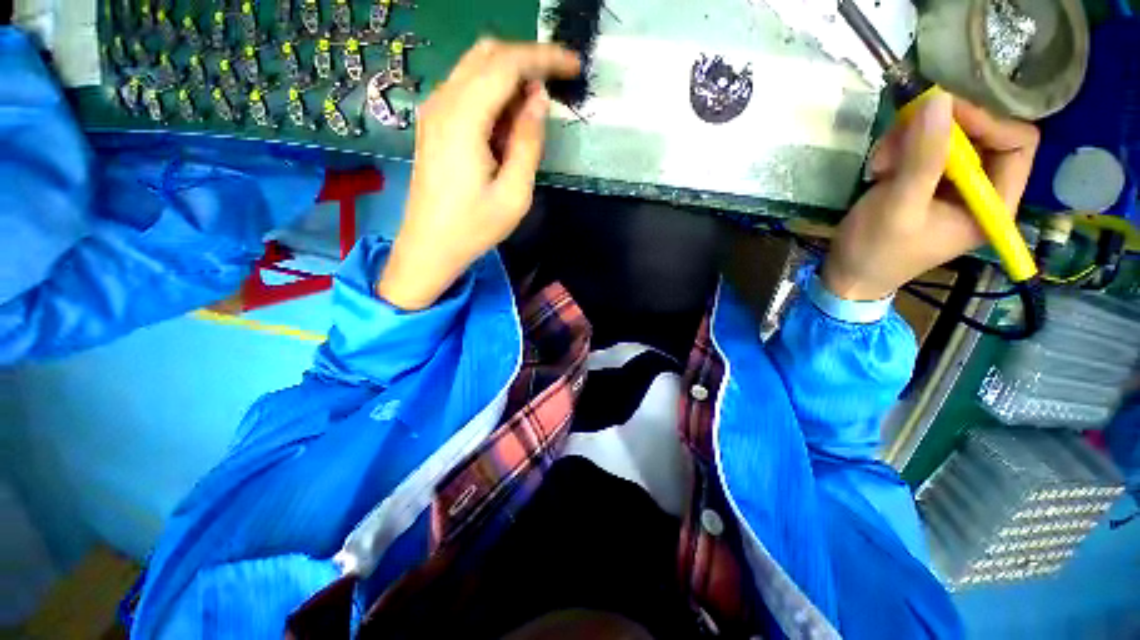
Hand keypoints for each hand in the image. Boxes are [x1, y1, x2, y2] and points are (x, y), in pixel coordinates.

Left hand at [378, 39, 579, 309]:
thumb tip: (539, 99)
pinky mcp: (433, 123)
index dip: (544, 58)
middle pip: (487, 54)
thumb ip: (528, 142)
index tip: (574, 66)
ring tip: (534, 111)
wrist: (429, 246)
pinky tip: (508, 122)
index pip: (506, 64)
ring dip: (510, 77)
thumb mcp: (514, 194)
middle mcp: (443, 102)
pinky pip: (466, 89)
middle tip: (556, 85)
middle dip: (527, 60)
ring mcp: (434, 111)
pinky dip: (493, 93)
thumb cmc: (474, 227)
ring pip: (475, 68)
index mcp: (464, 119)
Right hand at [822, 91, 1038, 300]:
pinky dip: (900, 150)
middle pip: (980, 134)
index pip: (1017, 142)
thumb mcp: (898, 206)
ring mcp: (953, 186)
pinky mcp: (928, 185)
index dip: (984, 120)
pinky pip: (924, 149)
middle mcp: (981, 190)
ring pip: (947, 138)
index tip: (940, 112)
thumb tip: (939, 99)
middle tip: (896, 142)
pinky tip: (879, 170)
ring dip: (911, 141)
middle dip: (938, 132)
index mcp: (994, 204)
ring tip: (880, 164)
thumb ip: (923, 158)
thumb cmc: (876, 250)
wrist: (847, 276)